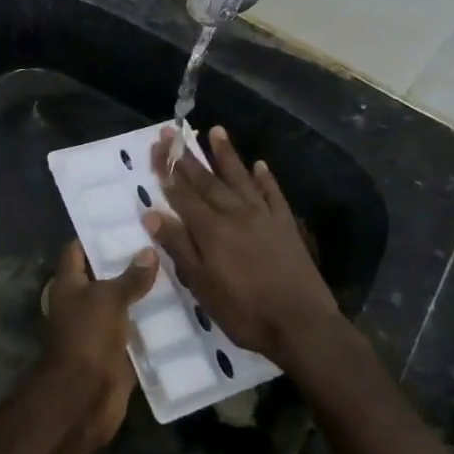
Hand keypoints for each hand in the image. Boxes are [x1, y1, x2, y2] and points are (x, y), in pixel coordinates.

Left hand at [41, 238, 159, 442]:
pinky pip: (137, 329)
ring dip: (145, 291)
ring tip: (178, 267)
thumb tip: (149, 250)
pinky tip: (181, 305)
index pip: (77, 250)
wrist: (84, 395)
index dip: (96, 234)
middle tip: (162, 241)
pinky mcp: (118, 350)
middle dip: (129, 261)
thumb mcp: (108, 298)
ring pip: (124, 302)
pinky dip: (153, 320)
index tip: (125, 219)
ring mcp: (100, 327)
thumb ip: (130, 276)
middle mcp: (82, 302)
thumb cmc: (87, 336)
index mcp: (69, 284)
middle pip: (105, 275)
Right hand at [146, 126, 340, 368]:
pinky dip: (265, 178)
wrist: (301, 323)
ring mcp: (264, 216)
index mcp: (211, 229)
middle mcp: (235, 213)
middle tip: (173, 132)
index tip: (156, 148)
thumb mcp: (202, 286)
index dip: (167, 171)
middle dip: (187, 157)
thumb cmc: (244, 311)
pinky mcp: (286, 225)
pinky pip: (273, 194)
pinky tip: (260, 165)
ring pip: (240, 178)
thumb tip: (152, 214)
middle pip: (207, 180)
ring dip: (226, 154)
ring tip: (215, 130)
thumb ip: (179, 247)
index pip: (182, 194)